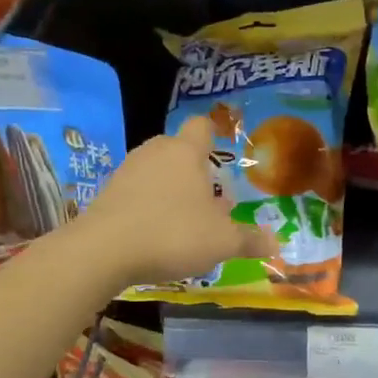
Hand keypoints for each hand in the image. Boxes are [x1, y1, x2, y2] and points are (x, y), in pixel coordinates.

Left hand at [75, 117, 271, 290]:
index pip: (201, 126)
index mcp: (185, 152)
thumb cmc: (172, 234)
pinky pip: (136, 191)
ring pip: (156, 170)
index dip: (214, 133)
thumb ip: (249, 240)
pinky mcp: (106, 193)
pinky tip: (155, 232)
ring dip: (170, 188)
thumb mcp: (221, 242)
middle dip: (194, 169)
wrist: (102, 251)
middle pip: (178, 149)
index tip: (222, 147)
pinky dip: (147, 204)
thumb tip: (276, 244)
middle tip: (210, 197)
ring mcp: (126, 170)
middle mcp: (155, 152)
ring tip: (184, 218)